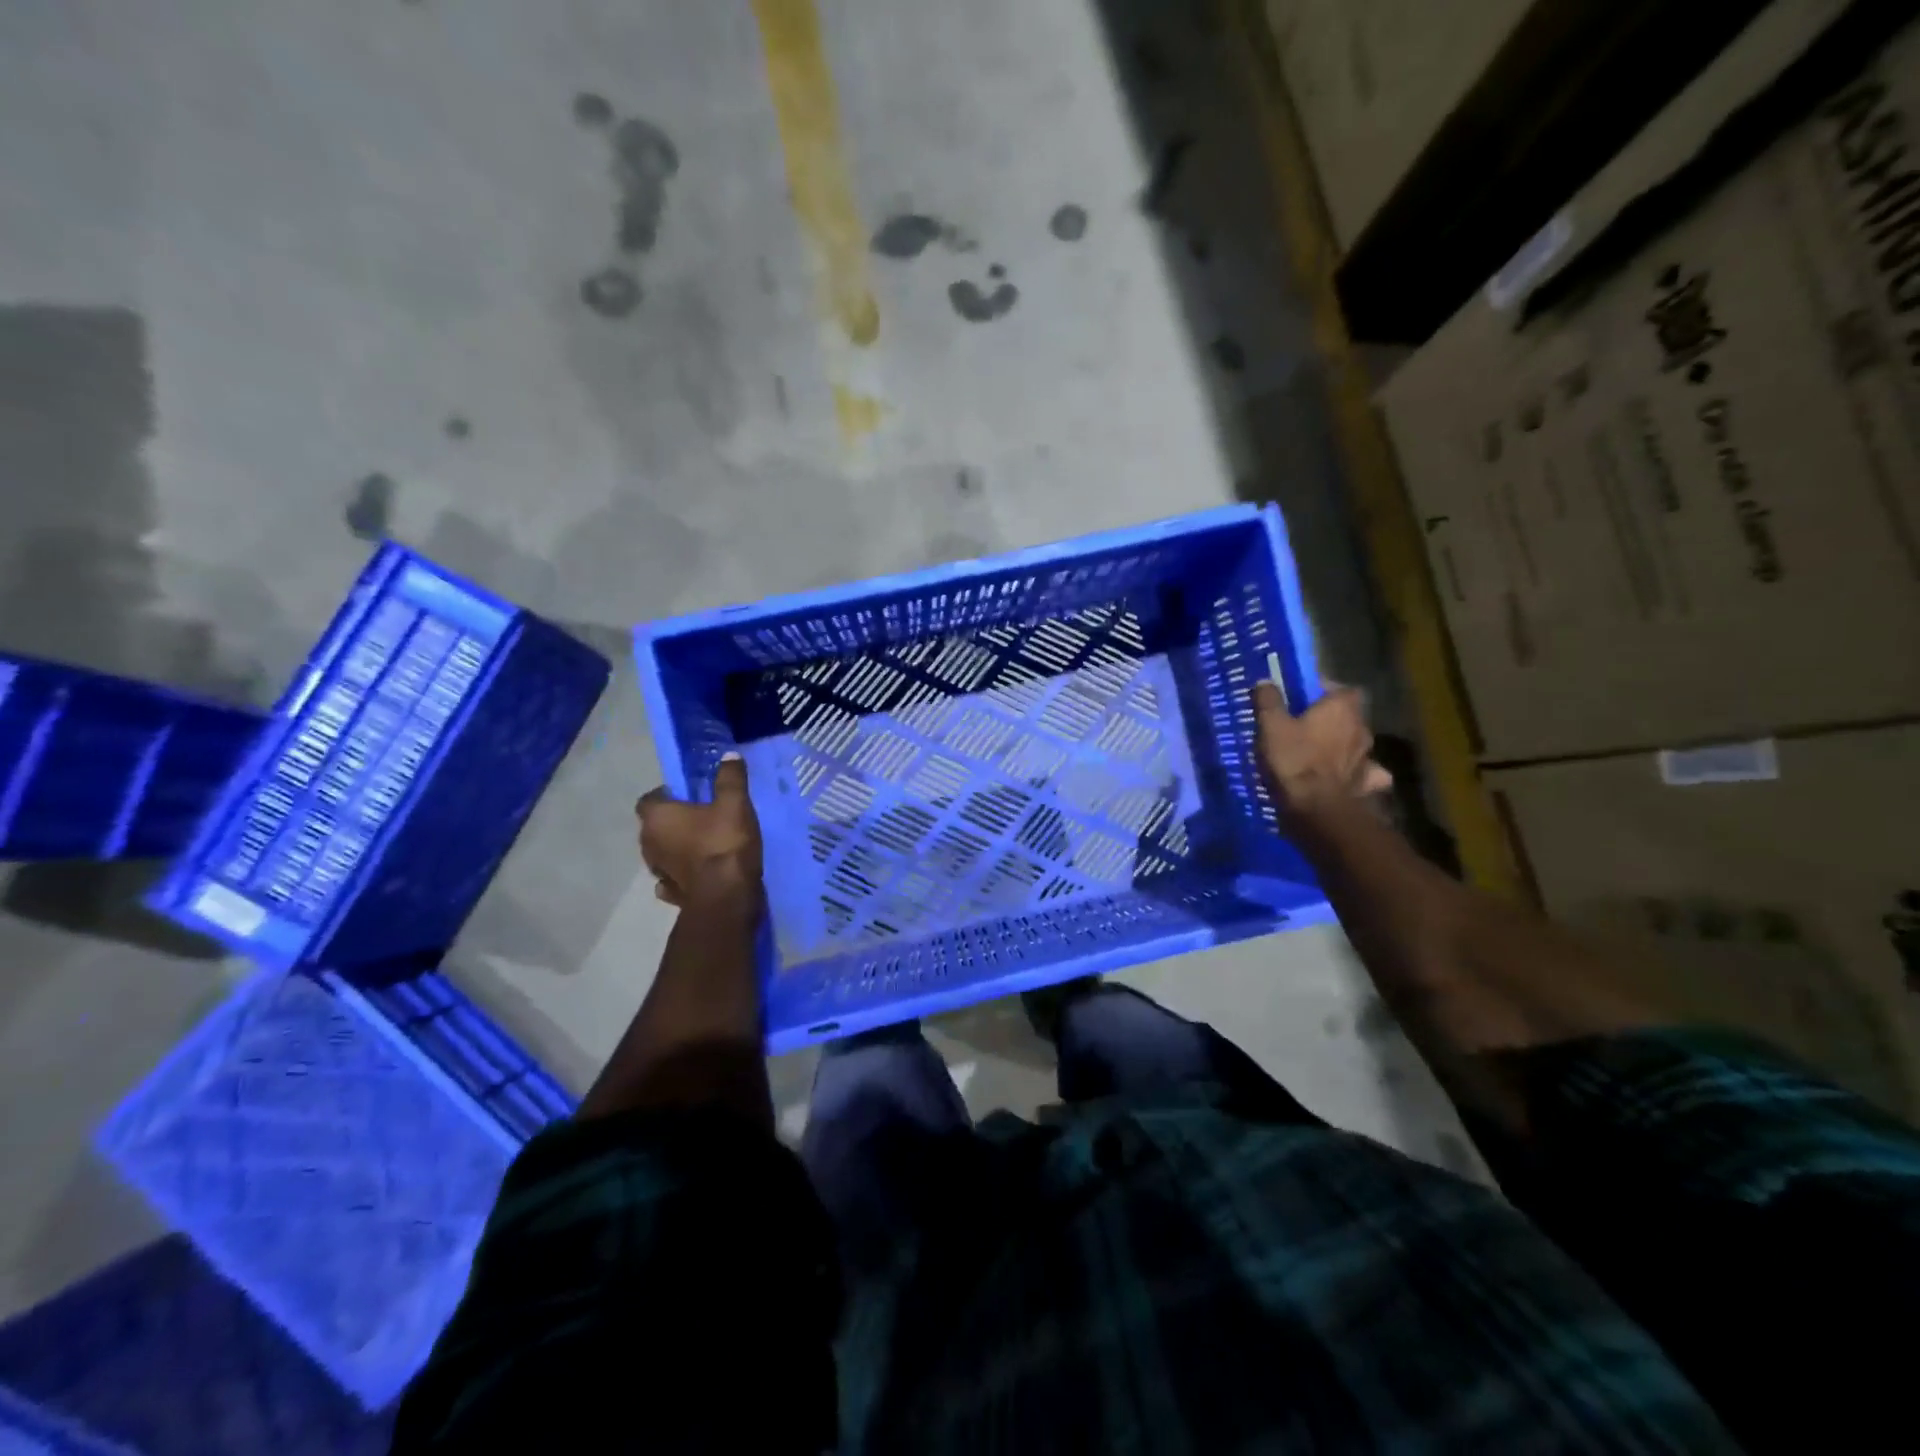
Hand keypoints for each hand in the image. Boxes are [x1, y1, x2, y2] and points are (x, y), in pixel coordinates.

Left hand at [637, 754, 763, 909]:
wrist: (726, 897)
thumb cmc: (724, 843)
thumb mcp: (735, 803)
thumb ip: (730, 778)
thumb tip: (728, 756)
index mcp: (657, 817)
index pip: (649, 799)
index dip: (667, 795)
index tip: (690, 795)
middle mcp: (648, 843)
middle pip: (655, 826)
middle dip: (673, 821)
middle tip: (702, 816)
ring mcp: (657, 872)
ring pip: (662, 853)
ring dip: (676, 848)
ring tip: (703, 844)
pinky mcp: (671, 894)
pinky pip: (672, 877)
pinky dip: (681, 872)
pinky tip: (699, 871)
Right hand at [1254, 681, 1392, 822]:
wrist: (1318, 807)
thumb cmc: (1294, 760)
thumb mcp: (1271, 726)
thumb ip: (1269, 701)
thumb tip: (1266, 681)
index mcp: (1341, 707)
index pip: (1341, 688)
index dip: (1323, 691)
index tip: (1304, 699)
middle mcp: (1362, 727)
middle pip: (1349, 715)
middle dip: (1332, 719)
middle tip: (1306, 727)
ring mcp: (1368, 756)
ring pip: (1357, 743)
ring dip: (1344, 745)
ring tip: (1322, 754)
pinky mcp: (1368, 782)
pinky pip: (1366, 773)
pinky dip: (1358, 773)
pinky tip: (1345, 778)